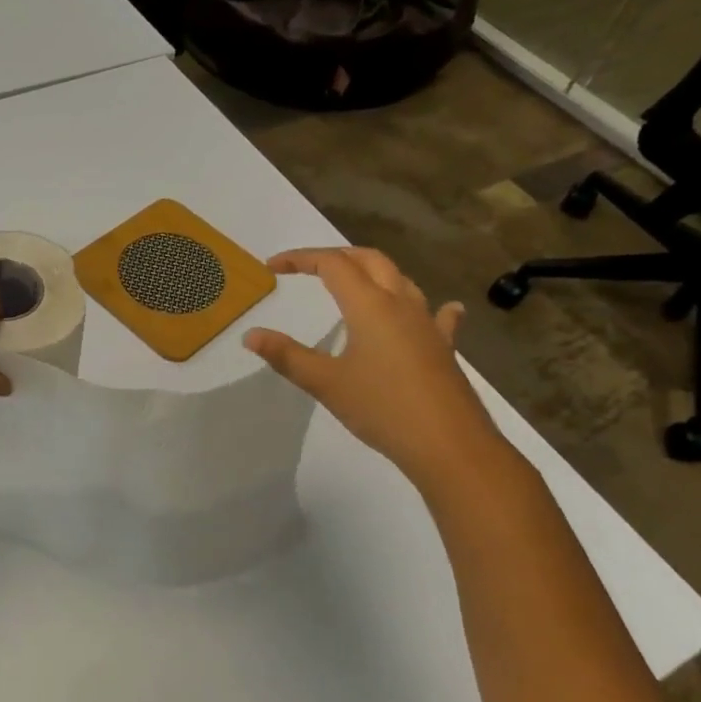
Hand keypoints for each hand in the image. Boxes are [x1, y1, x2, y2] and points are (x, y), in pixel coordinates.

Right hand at [244, 247, 503, 490]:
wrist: (449, 445)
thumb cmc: (382, 408)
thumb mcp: (326, 383)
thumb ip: (287, 356)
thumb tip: (250, 335)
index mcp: (369, 306)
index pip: (331, 264)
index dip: (299, 259)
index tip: (272, 267)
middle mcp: (401, 304)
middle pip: (370, 260)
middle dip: (337, 256)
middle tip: (308, 267)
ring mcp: (427, 324)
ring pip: (401, 280)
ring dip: (373, 272)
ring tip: (354, 282)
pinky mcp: (444, 347)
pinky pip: (437, 315)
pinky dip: (429, 306)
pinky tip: (439, 311)